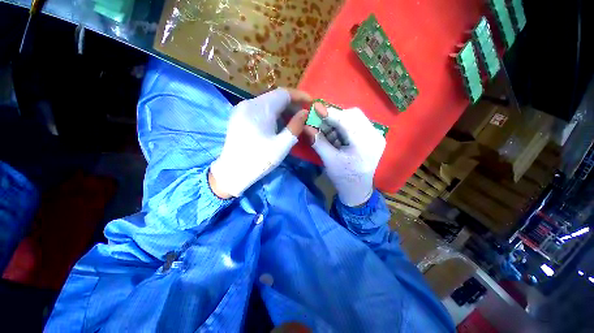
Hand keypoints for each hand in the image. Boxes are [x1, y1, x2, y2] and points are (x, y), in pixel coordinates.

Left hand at [210, 88, 310, 197]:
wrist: (233, 171)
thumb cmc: (259, 160)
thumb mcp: (282, 145)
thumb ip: (295, 126)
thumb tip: (304, 112)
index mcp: (260, 109)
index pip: (284, 93)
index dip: (299, 96)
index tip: (311, 102)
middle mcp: (249, 103)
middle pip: (275, 96)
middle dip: (292, 103)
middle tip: (304, 114)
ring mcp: (242, 108)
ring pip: (267, 101)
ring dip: (282, 108)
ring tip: (293, 119)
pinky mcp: (239, 115)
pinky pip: (259, 108)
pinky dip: (272, 112)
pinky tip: (278, 122)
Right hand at [306, 104, 385, 206]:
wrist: (358, 189)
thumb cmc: (343, 177)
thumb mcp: (329, 160)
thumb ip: (318, 141)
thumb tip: (306, 126)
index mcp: (365, 144)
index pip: (347, 121)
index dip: (330, 113)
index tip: (316, 107)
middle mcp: (375, 136)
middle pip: (353, 115)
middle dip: (334, 116)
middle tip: (320, 121)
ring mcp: (377, 136)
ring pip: (355, 118)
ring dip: (339, 121)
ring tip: (327, 130)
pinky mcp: (374, 137)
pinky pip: (357, 124)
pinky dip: (344, 126)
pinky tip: (336, 134)